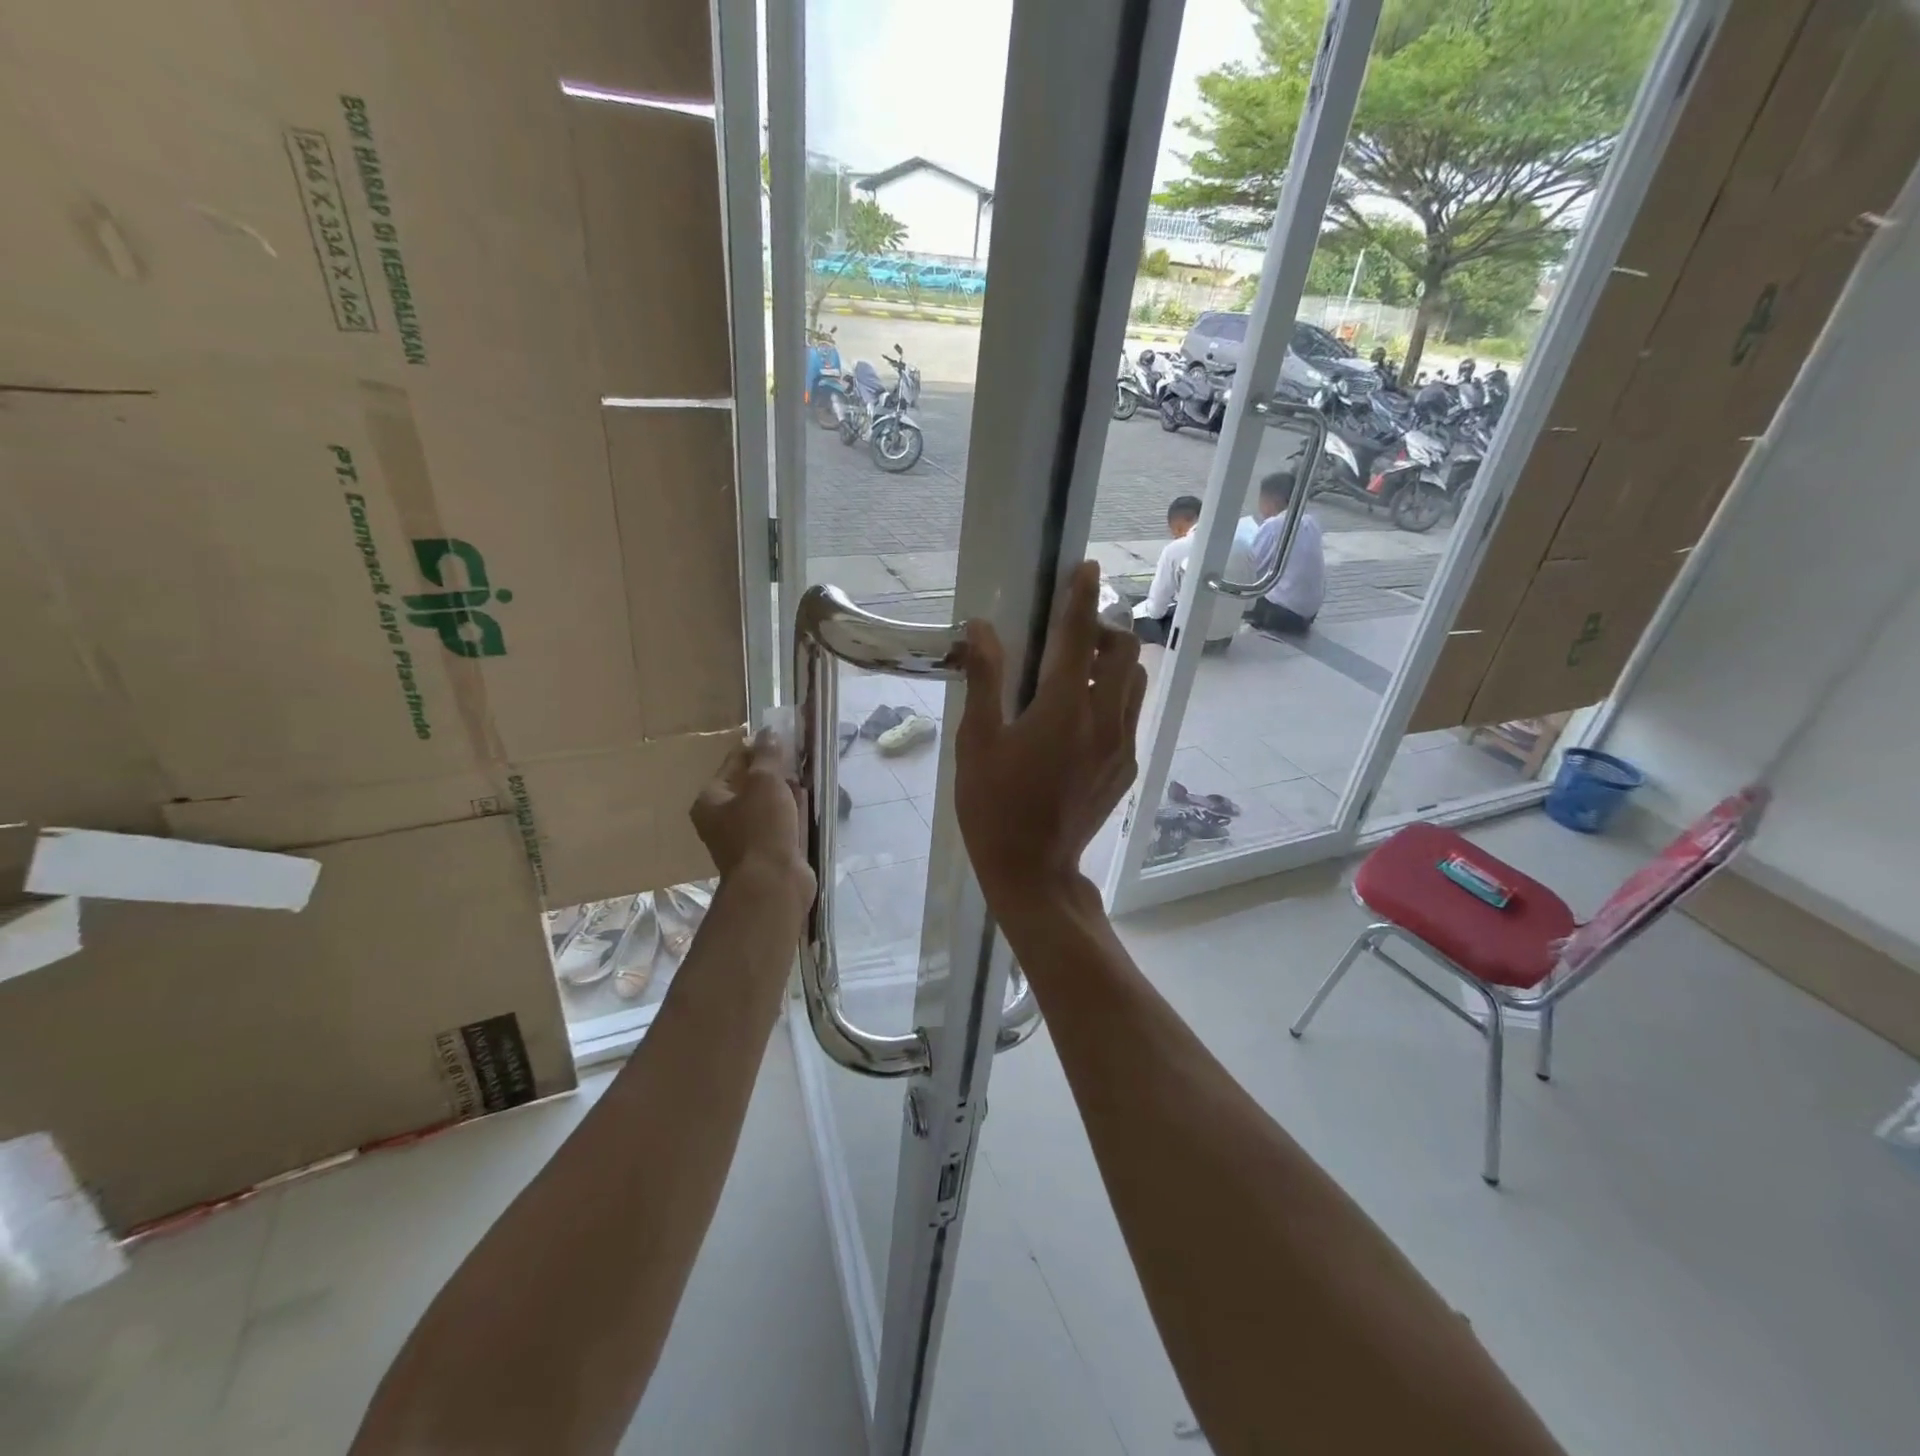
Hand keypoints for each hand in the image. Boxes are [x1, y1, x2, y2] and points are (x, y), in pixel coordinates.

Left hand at [691, 731, 815, 906]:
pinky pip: (780, 824)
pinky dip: (792, 813)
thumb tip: (768, 733)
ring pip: (767, 805)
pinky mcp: (768, 853)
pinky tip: (808, 803)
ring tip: (806, 774)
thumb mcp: (764, 782)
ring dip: (785, 792)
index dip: (755, 747)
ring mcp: (745, 838)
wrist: (773, 884)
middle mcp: (722, 819)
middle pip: (749, 785)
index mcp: (710, 801)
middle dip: (773, 770)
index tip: (779, 735)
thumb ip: (767, 755)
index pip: (732, 763)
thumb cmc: (761, 828)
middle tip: (796, 755)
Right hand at [955, 560, 1147, 910]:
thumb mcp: (977, 742)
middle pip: (1125, 651)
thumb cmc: (994, 807)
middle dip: (1103, 630)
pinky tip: (1082, 717)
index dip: (1082, 597)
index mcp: (1065, 708)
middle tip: (1071, 636)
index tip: (1087, 568)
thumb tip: (981, 628)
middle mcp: (1105, 720)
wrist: (1034, 870)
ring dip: (1114, 663)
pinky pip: (1131, 714)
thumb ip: (985, 679)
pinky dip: (1115, 696)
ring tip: (1079, 673)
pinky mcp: (1127, 767)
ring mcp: (1122, 745)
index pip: (1079, 636)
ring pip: (1136, 681)